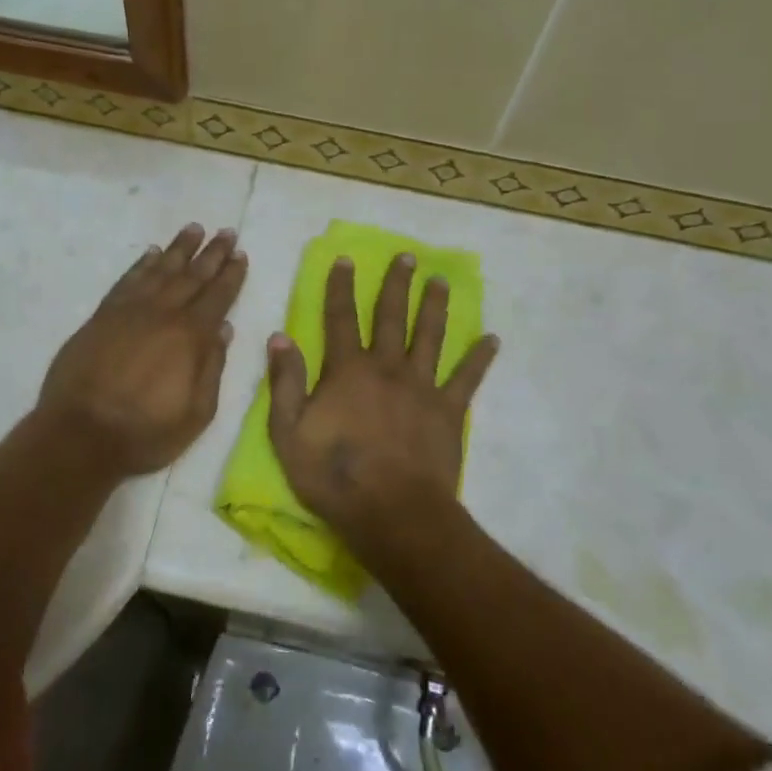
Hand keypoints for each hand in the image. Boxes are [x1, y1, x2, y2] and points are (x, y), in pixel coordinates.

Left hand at [36, 223, 247, 478]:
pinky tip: (151, 253)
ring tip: (193, 229)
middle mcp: (162, 314)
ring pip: (160, 270)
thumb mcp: (196, 413)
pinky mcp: (102, 316)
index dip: (231, 275)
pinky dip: (141, 264)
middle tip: (226, 232)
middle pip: (192, 275)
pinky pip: (127, 280)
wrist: (80, 434)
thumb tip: (223, 329)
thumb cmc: (145, 432)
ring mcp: (129, 311)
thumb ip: (212, 368)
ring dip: (179, 249)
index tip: (240, 254)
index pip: (217, 296)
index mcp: (190, 336)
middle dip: (212, 253)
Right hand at [267, 254, 498, 568]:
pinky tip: (492, 338)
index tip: (346, 260)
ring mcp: (422, 387)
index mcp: (347, 370)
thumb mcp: (288, 433)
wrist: (394, 513)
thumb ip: (284, 382)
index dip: (341, 288)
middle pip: (392, 317)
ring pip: (430, 336)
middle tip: (407, 256)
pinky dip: (479, 358)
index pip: (340, 318)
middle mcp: (387, 367)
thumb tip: (279, 336)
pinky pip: (467, 378)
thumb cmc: (335, 477)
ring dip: (434, 306)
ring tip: (440, 280)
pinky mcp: (448, 411)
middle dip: (396, 284)